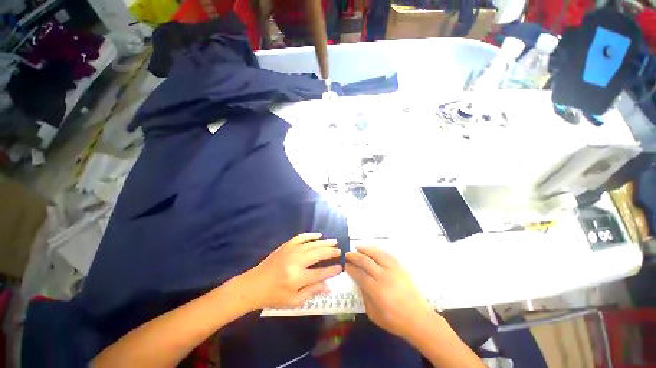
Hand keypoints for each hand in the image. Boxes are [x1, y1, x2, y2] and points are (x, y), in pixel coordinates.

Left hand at [243, 233, 342, 308]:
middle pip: (318, 254)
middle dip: (330, 252)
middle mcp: (295, 262)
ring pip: (311, 244)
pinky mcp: (285, 246)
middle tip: (339, 251)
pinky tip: (318, 235)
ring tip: (334, 241)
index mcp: (297, 278)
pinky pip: (300, 237)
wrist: (254, 285)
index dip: (331, 271)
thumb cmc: (274, 296)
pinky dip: (310, 235)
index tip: (340, 267)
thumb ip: (312, 292)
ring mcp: (290, 251)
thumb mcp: (293, 301)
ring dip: (324, 242)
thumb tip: (329, 287)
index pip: (320, 273)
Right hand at [345, 247, 434, 340]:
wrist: (419, 319)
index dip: (351, 268)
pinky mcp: (401, 268)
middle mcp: (384, 277)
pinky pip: (388, 254)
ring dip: (365, 249)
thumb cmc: (395, 321)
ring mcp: (394, 270)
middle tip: (348, 254)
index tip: (346, 265)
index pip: (359, 274)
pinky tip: (372, 249)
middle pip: (366, 261)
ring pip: (377, 254)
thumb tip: (358, 282)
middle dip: (354, 256)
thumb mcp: (373, 314)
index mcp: (376, 291)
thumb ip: (364, 296)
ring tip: (357, 247)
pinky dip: (378, 250)